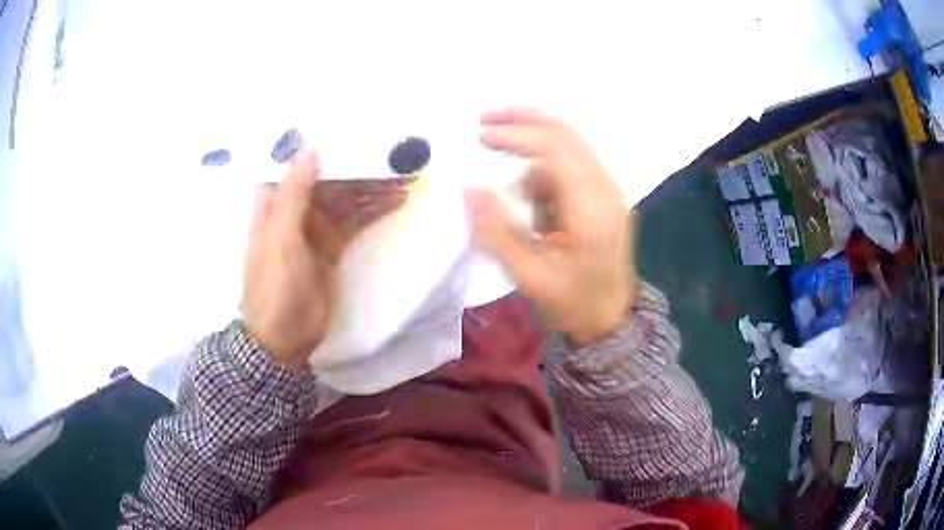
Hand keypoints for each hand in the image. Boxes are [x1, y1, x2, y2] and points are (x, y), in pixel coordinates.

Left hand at [242, 149, 409, 367]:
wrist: (284, 338)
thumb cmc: (275, 288)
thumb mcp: (280, 240)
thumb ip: (293, 194)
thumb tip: (310, 148)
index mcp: (276, 202)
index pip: (303, 164)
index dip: (327, 147)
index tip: (356, 131)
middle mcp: (296, 209)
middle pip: (331, 179)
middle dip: (360, 166)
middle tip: (395, 154)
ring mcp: (316, 228)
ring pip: (347, 199)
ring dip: (373, 188)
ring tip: (406, 175)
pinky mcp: (333, 246)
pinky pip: (356, 222)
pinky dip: (374, 211)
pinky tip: (397, 201)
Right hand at [465, 108, 635, 344]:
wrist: (609, 317)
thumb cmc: (572, 302)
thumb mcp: (529, 276)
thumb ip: (497, 232)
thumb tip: (468, 190)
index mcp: (591, 212)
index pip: (556, 151)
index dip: (517, 136)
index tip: (481, 135)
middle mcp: (606, 191)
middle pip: (567, 135)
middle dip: (524, 121)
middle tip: (485, 119)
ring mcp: (609, 191)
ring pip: (571, 143)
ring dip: (534, 135)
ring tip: (497, 140)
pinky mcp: (604, 194)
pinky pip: (572, 161)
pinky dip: (545, 160)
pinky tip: (525, 185)